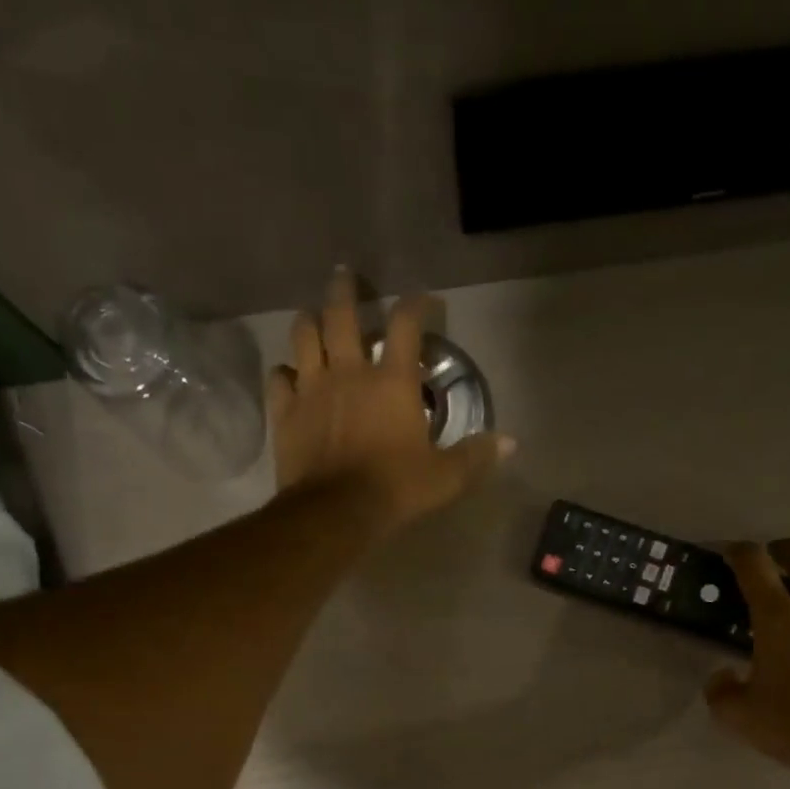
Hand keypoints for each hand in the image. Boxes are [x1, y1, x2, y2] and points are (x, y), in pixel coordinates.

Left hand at [268, 268, 512, 533]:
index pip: (407, 324)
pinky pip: (278, 377)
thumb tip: (510, 442)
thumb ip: (475, 456)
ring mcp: (312, 387)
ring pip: (303, 334)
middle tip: (346, 276)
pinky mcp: (286, 410)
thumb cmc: (395, 489)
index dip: (417, 304)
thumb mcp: (445, 478)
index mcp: (393, 381)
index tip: (425, 301)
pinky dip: (284, 372)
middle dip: (346, 289)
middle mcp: (349, 371)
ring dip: (310, 321)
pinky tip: (290, 376)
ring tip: (314, 318)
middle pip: (341, 313)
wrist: (336, 511)